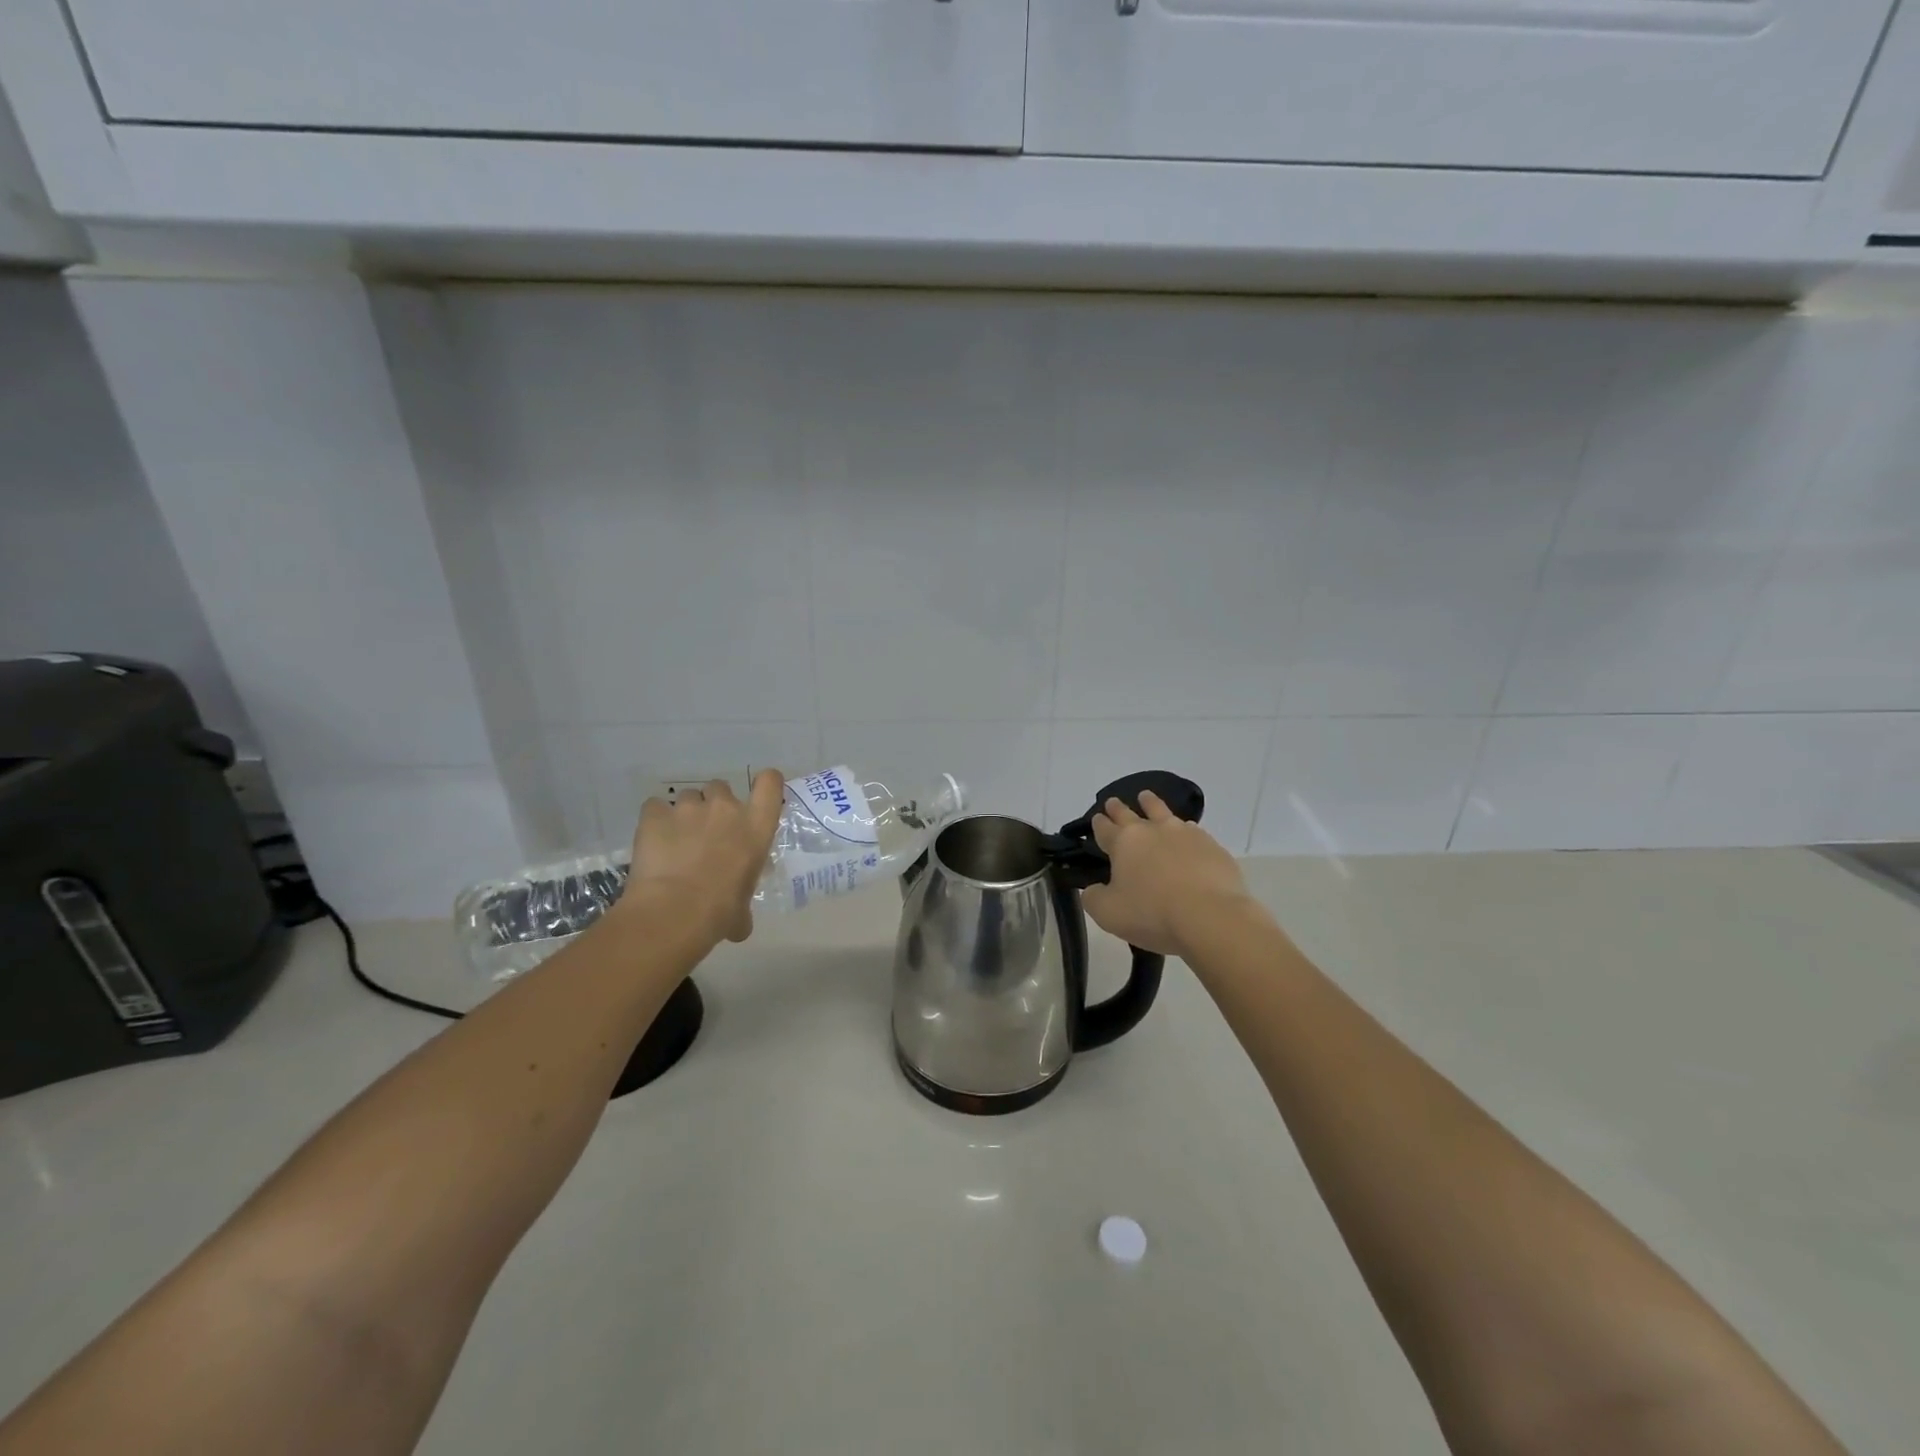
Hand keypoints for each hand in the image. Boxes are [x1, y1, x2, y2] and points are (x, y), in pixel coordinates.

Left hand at [620, 769, 784, 944]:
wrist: (674, 912)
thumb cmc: (719, 913)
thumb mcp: (743, 910)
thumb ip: (743, 904)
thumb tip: (738, 923)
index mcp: (756, 827)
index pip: (770, 784)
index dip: (765, 783)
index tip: (758, 794)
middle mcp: (726, 809)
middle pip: (721, 788)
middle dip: (714, 805)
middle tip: (706, 833)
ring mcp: (689, 808)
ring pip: (688, 797)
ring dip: (684, 814)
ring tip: (675, 841)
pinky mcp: (655, 814)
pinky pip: (655, 807)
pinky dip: (655, 820)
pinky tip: (652, 841)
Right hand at [1081, 791, 1262, 958]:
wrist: (1211, 916)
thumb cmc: (1152, 914)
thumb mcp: (1108, 914)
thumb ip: (1094, 898)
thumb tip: (1093, 889)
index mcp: (1124, 843)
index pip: (1104, 828)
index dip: (1098, 823)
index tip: (1097, 818)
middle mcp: (1152, 830)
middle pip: (1130, 813)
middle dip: (1118, 808)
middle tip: (1113, 801)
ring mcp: (1184, 834)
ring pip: (1162, 811)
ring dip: (1151, 804)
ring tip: (1147, 798)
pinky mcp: (1211, 845)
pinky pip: (1192, 830)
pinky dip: (1183, 829)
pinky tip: (1186, 832)